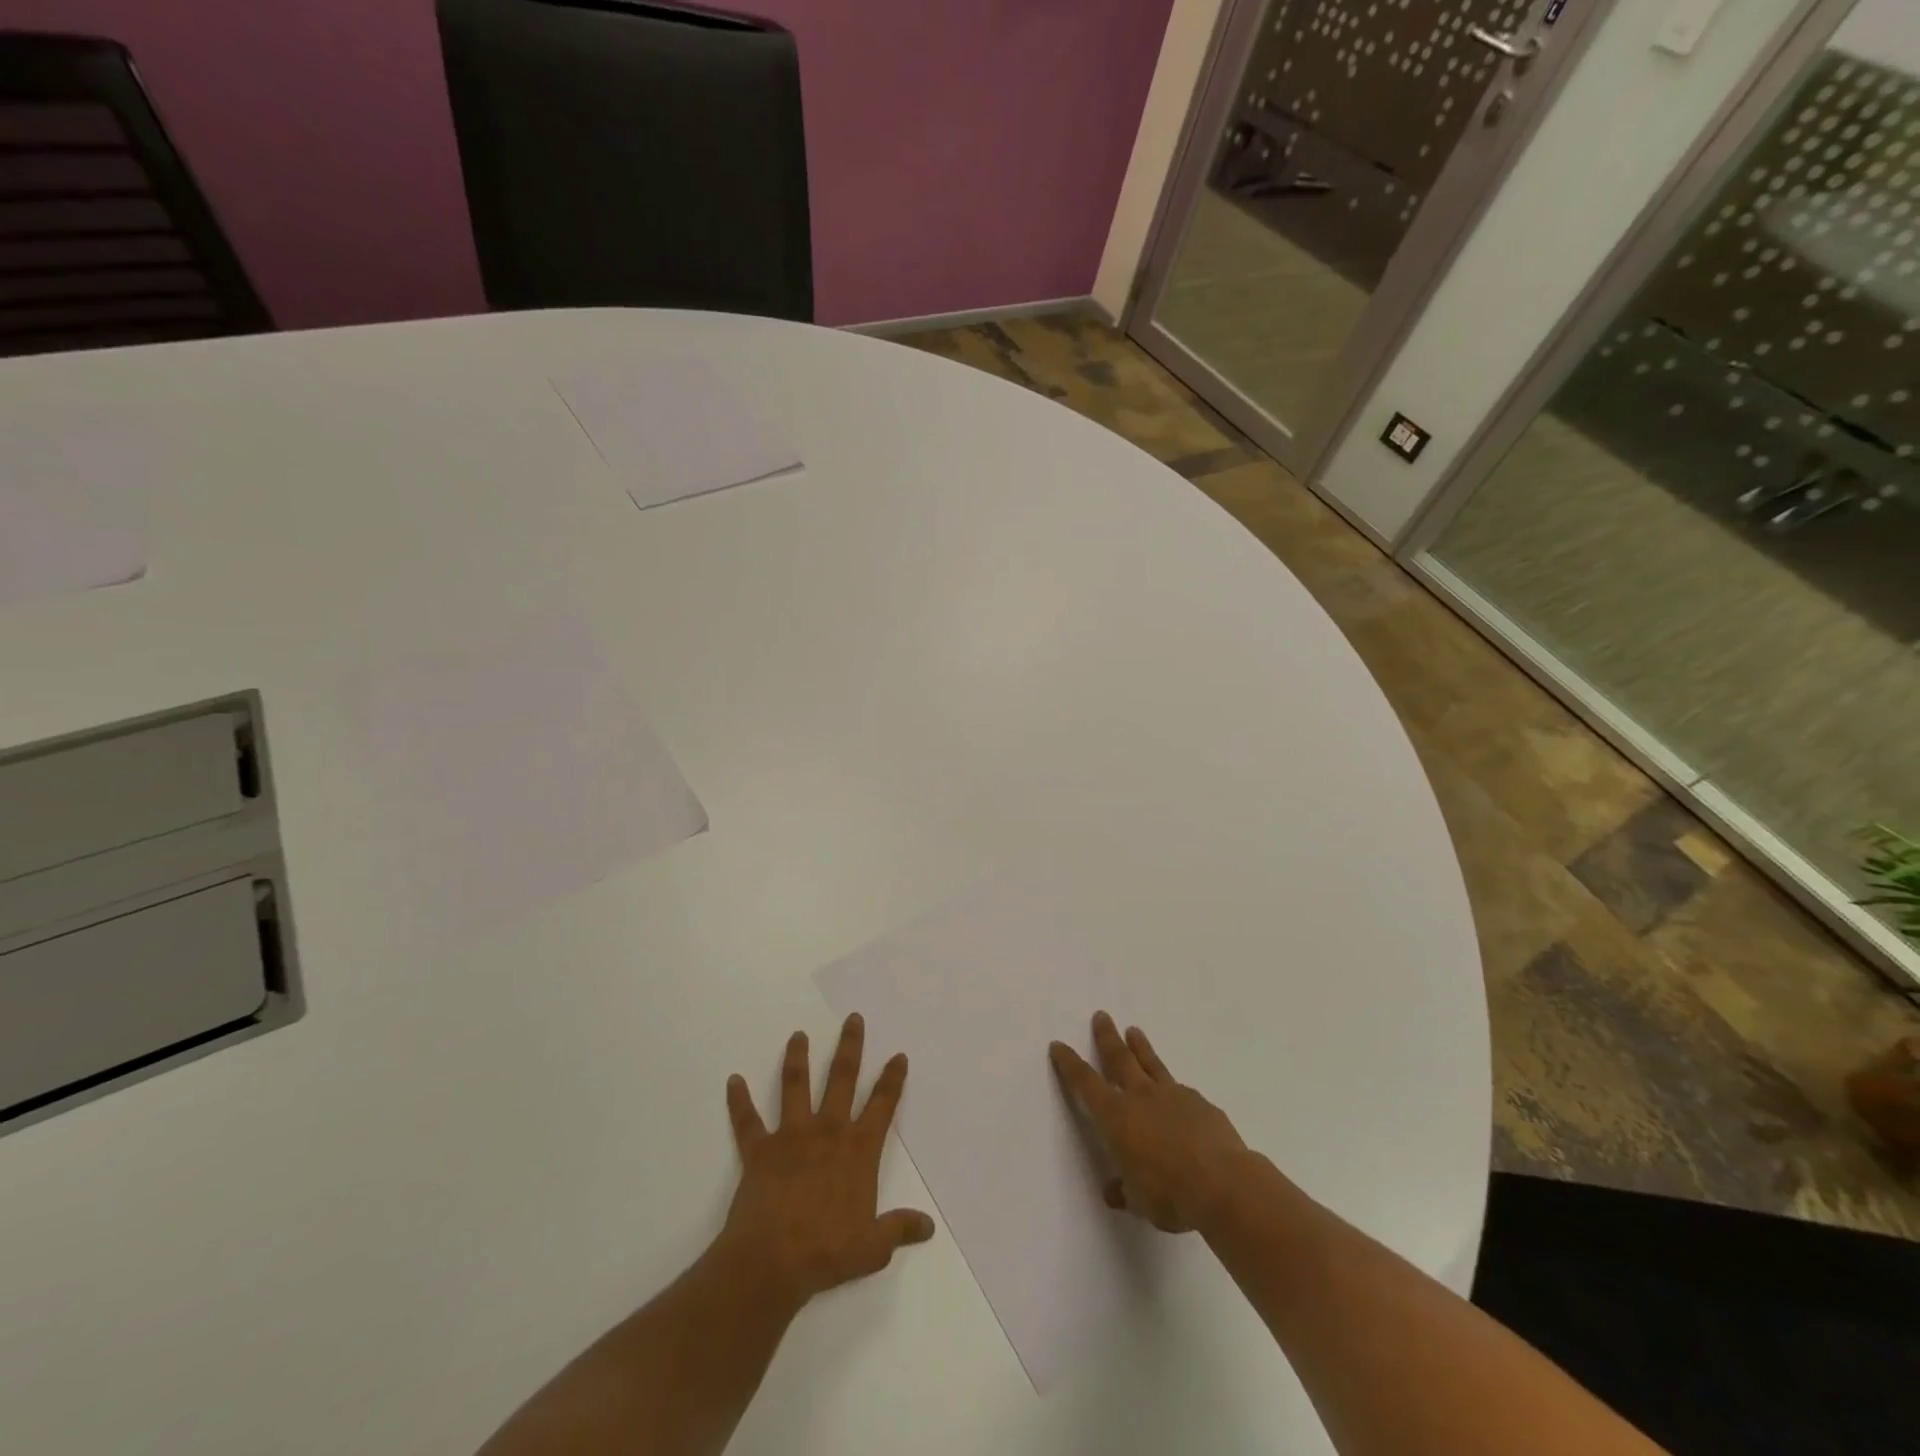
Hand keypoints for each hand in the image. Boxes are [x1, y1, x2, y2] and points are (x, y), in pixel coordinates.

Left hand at [719, 1014, 935, 1307]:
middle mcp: (828, 1131)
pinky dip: (739, 1101)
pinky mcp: (760, 1150)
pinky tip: (732, 1081)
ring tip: (797, 1035)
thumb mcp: (873, 1247)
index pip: (882, 1105)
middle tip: (853, 1019)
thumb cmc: (827, 1252)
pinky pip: (747, 1120)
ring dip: (796, 1059)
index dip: (892, 1079)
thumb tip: (928, 1226)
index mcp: (858, 1149)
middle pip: (842, 1078)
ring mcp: (791, 1136)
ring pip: (796, 1086)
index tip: (898, 1055)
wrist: (772, 1263)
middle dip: (850, 1046)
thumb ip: (899, 1229)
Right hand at [1051, 1011, 1249, 1232]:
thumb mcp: (1140, 1201)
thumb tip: (1115, 1191)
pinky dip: (1174, 1090)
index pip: (1085, 1084)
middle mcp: (1141, 1097)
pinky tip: (1179, 1097)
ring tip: (1134, 1031)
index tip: (1059, 1045)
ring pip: (1152, 1064)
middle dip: (1107, 1038)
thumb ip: (1126, 1191)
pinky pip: (1182, 1091)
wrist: (1224, 1184)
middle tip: (1101, 1015)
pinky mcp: (1201, 1104)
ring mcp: (1174, 1096)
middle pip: (1119, 1059)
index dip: (1070, 1064)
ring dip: (1141, 1048)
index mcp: (1117, 1117)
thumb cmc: (1171, 1195)